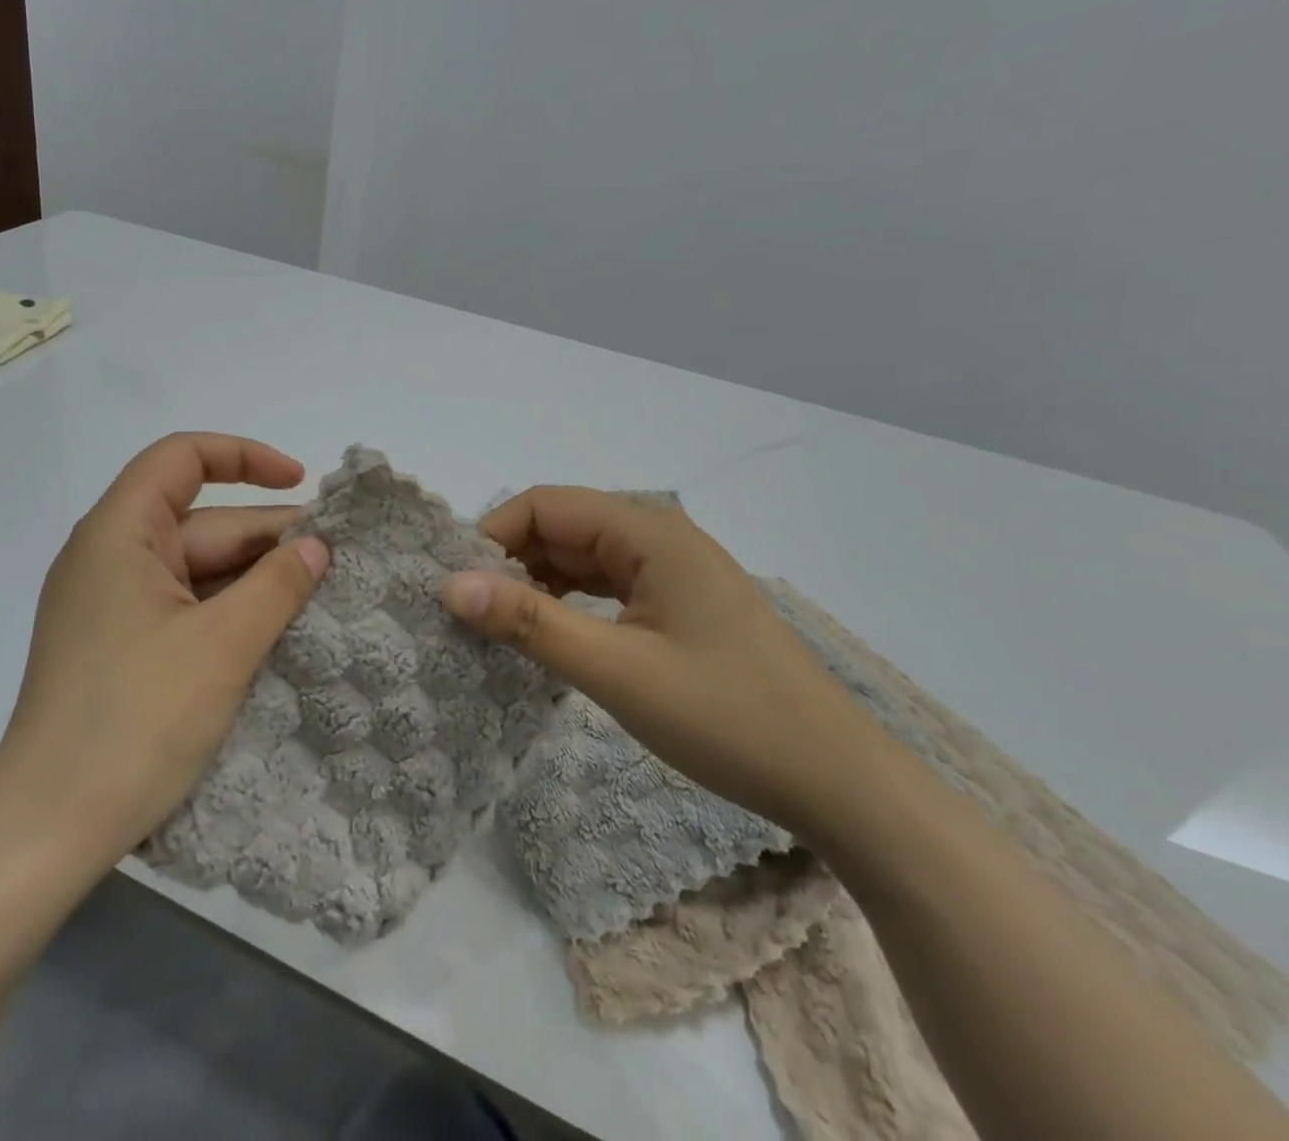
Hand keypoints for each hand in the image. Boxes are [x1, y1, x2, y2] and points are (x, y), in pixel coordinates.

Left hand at [0, 434, 328, 880]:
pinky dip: (229, 613)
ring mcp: (112, 607)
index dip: (245, 457)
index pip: (182, 458)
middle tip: (337, 561)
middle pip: (200, 521)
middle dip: (267, 536)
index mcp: (118, 534)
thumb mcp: (222, 646)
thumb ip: (277, 585)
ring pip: (196, 571)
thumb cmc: (134, 722)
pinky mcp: (118, 649)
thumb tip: (317, 546)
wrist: (46, 834)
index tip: (301, 483)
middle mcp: (109, 559)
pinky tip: (276, 633)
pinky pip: (184, 609)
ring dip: (254, 580)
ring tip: (320, 598)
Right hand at [440, 487, 888, 833]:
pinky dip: (570, 605)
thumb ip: (529, 622)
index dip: (493, 536)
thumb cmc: (727, 719)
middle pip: (563, 528)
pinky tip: (551, 638)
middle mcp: (660, 538)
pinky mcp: (679, 606)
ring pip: (582, 559)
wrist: (839, 784)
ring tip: (500, 629)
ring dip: (538, 586)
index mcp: (649, 532)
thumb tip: (449, 585)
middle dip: (512, 563)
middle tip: (471, 615)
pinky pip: (606, 588)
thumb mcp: (616, 671)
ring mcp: (672, 572)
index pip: (546, 505)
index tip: (458, 587)